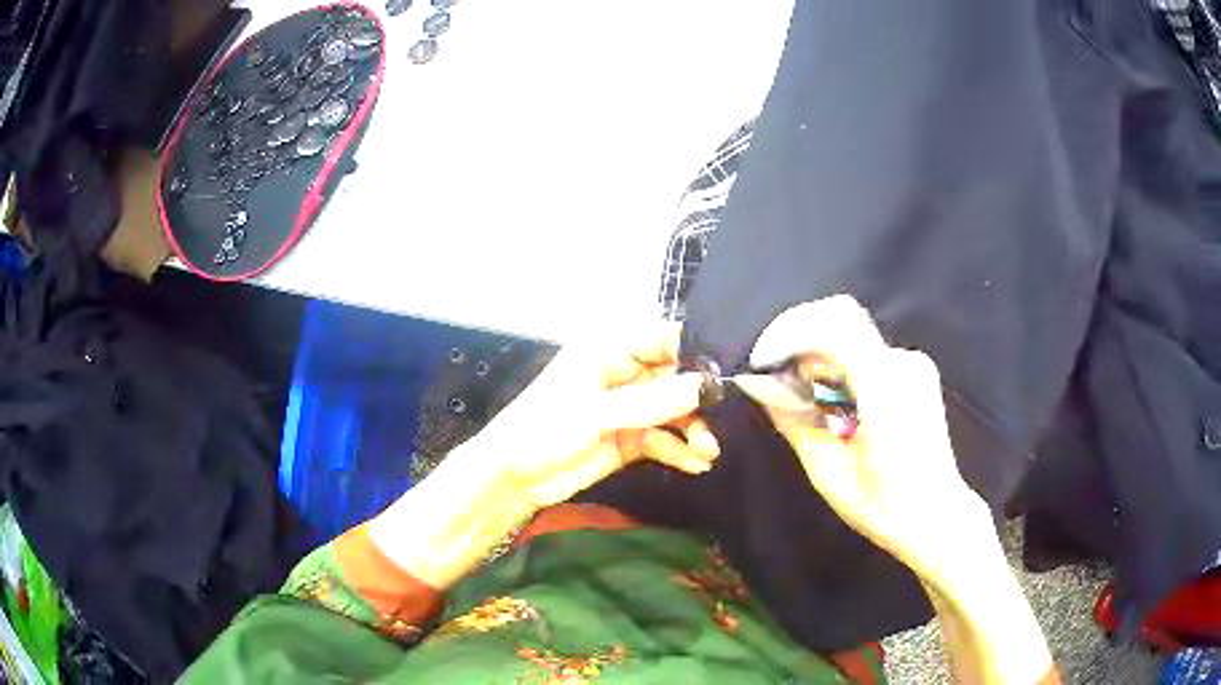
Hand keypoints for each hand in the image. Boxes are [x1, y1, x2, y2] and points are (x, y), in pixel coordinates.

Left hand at [469, 322, 720, 510]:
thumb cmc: (542, 432)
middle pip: (676, 377)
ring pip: (674, 411)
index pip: (664, 339)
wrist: (512, 480)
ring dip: (693, 429)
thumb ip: (652, 402)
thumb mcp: (596, 414)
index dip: (697, 353)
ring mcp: (627, 408)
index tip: (729, 376)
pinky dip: (680, 450)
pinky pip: (664, 439)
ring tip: (708, 452)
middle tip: (724, 422)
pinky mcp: (629, 438)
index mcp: (609, 351)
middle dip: (700, 400)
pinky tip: (696, 465)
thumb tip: (706, 386)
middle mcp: (623, 374)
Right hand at [732, 296, 991, 583]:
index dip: (789, 333)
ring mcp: (914, 364)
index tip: (762, 363)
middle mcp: (904, 363)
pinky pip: (867, 351)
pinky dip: (840, 364)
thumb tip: (757, 384)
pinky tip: (833, 400)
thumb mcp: (827, 471)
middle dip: (799, 339)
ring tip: (804, 396)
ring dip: (819, 354)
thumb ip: (794, 419)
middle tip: (776, 377)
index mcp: (885, 388)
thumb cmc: (880, 505)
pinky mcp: (916, 370)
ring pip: (852, 333)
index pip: (833, 326)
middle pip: (841, 318)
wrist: (934, 513)